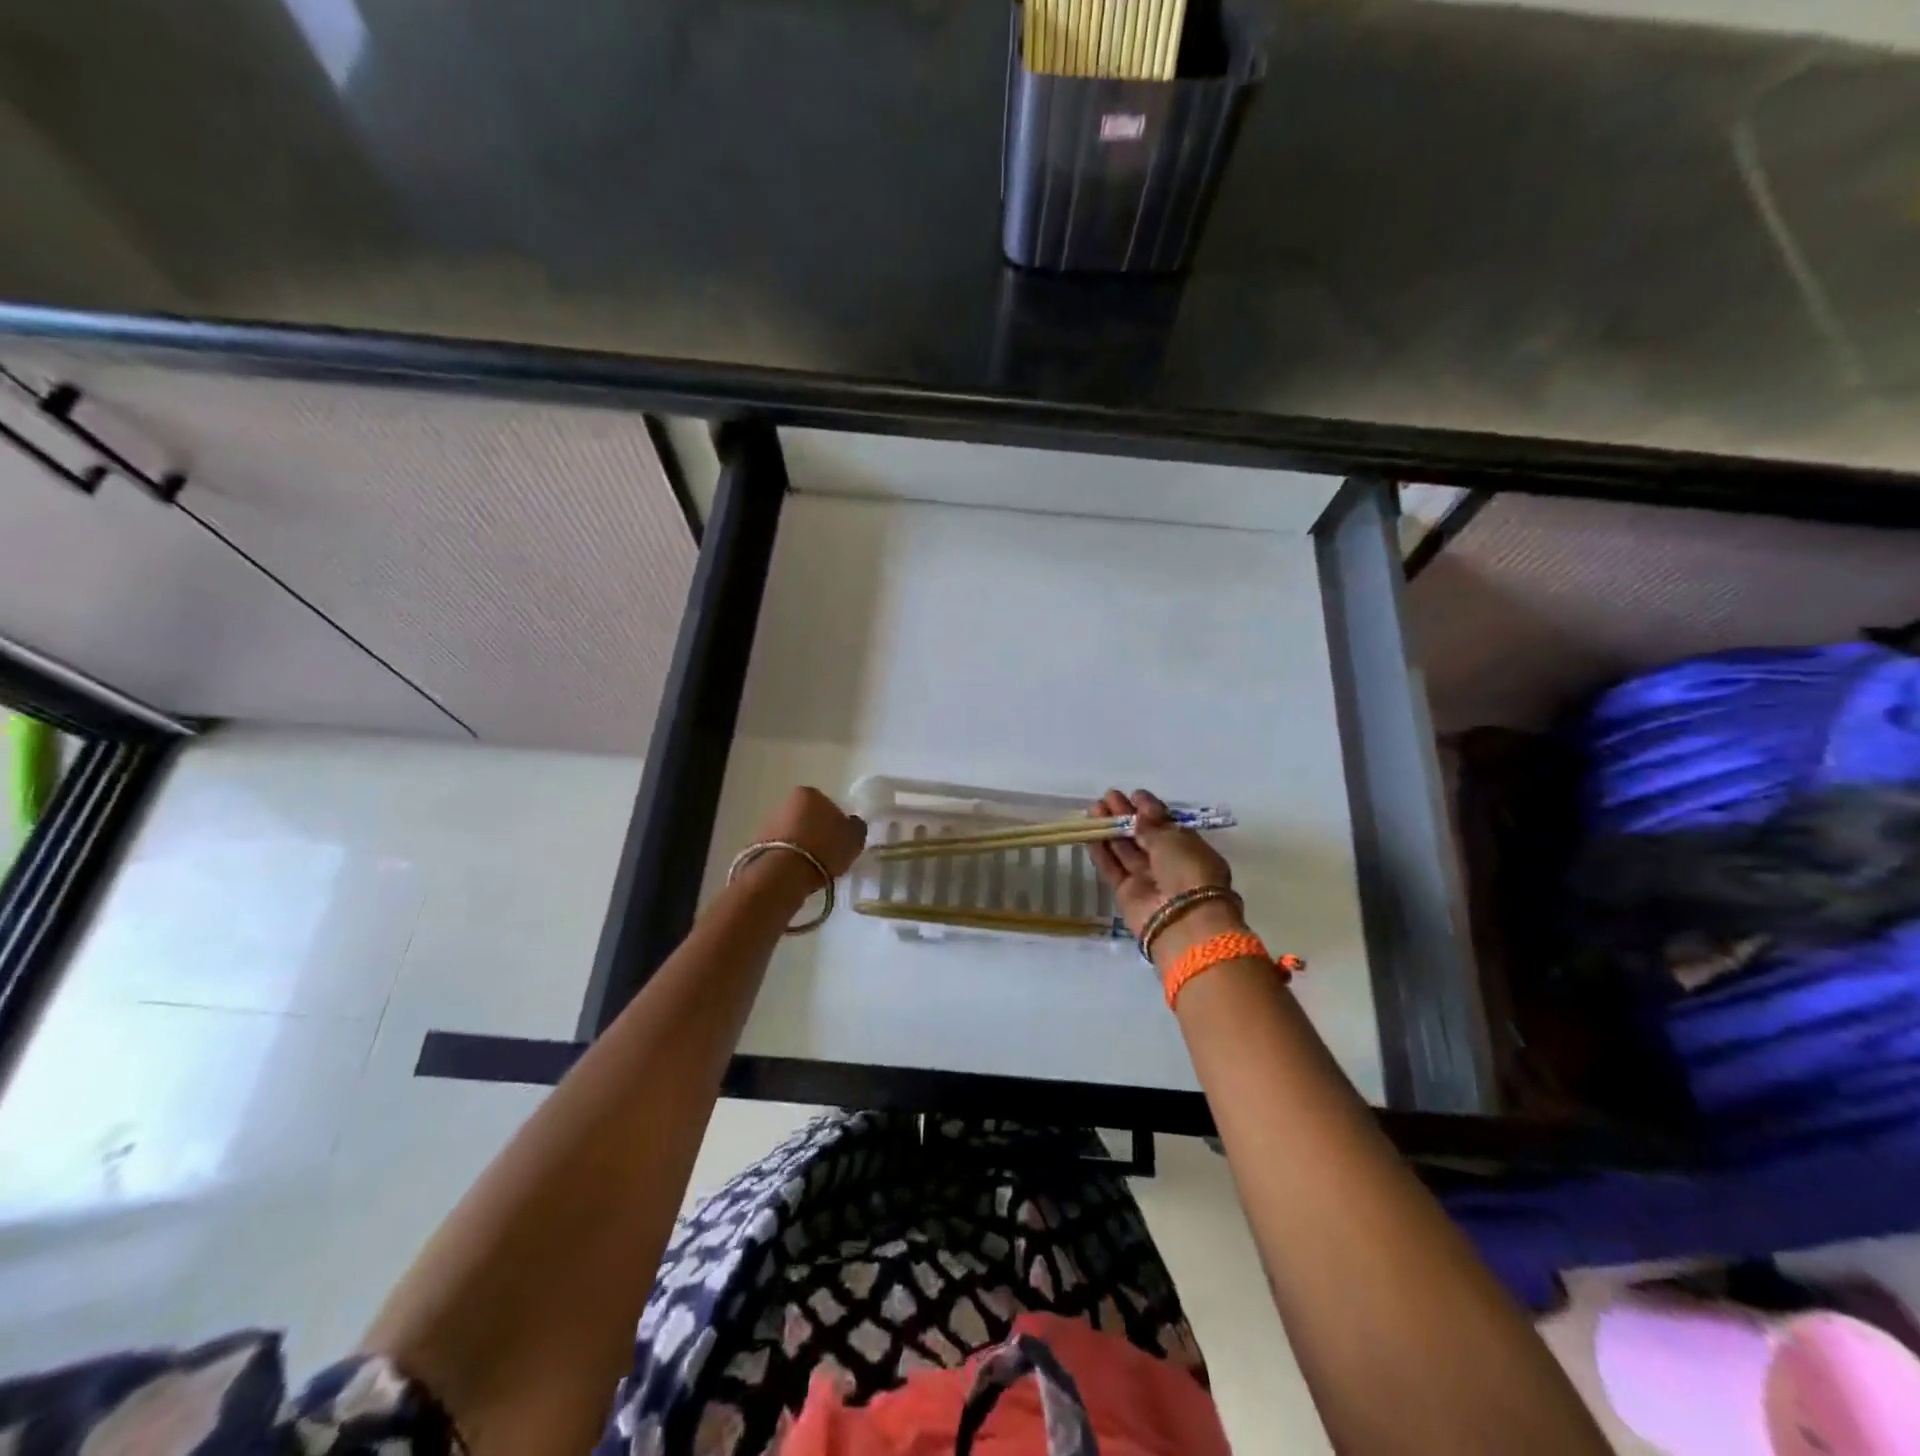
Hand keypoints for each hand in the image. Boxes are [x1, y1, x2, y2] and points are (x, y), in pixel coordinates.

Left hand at [751, 787, 867, 879]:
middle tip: (828, 854)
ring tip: (812, 868)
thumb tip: (851, 824)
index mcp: (809, 793)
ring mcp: (767, 823)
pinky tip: (797, 874)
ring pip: (792, 834)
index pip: (828, 804)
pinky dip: (789, 859)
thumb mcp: (854, 837)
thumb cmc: (824, 848)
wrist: (783, 874)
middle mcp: (785, 802)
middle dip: (816, 833)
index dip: (836, 823)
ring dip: (802, 847)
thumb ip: (855, 826)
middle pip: (807, 818)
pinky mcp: (756, 845)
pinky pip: (780, 850)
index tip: (841, 841)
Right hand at [1087, 788, 1243, 964]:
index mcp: (1189, 848)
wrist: (1183, 921)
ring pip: (1125, 850)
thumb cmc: (1188, 871)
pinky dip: (1101, 851)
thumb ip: (1151, 825)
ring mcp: (1147, 879)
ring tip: (1094, 810)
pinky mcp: (1126, 893)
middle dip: (1125, 816)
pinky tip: (1089, 833)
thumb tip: (1139, 814)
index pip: (1166, 825)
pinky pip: (1112, 868)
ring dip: (1110, 830)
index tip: (1134, 794)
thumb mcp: (1173, 840)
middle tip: (1107, 797)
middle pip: (1143, 836)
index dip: (1149, 809)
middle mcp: (1168, 863)